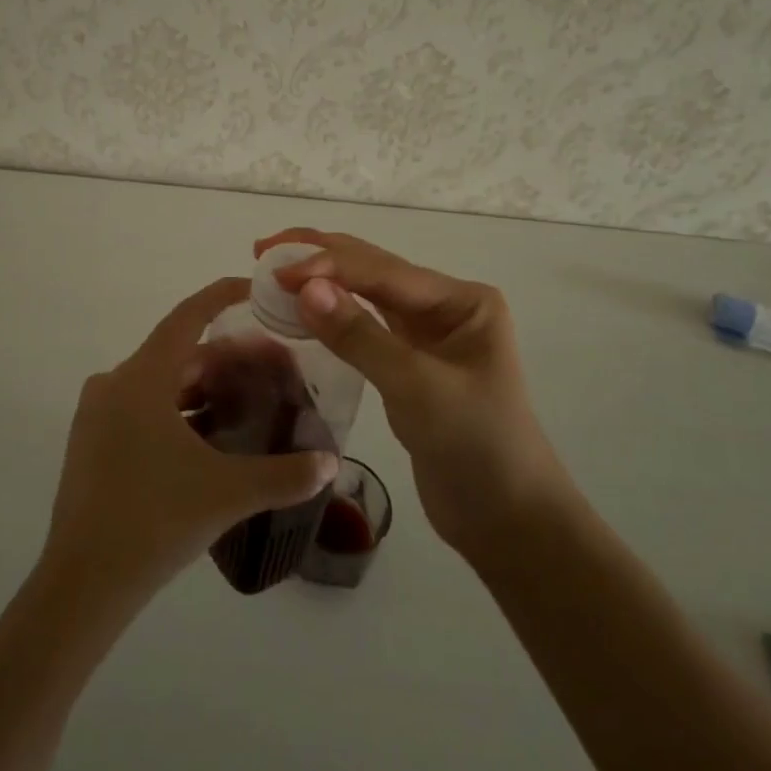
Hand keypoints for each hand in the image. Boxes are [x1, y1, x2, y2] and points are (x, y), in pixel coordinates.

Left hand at [41, 277, 338, 609]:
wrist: (82, 584)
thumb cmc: (154, 521)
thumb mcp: (228, 494)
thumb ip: (285, 475)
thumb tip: (331, 463)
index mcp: (141, 378)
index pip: (188, 316)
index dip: (223, 296)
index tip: (257, 288)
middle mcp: (115, 384)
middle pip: (179, 353)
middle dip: (227, 357)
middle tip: (273, 365)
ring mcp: (99, 414)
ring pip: (162, 383)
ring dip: (204, 387)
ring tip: (250, 400)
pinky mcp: (93, 442)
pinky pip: (144, 409)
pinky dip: (180, 410)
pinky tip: (212, 436)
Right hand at [256, 230, 577, 559]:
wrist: (506, 521)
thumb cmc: (476, 447)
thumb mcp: (417, 388)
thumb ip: (360, 335)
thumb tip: (304, 287)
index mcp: (462, 300)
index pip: (383, 270)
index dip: (327, 264)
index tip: (275, 269)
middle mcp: (444, 307)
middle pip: (373, 271)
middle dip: (320, 256)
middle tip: (263, 249)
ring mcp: (426, 335)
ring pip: (365, 296)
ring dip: (322, 282)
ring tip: (273, 270)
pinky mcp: (407, 364)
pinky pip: (363, 327)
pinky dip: (331, 315)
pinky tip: (301, 308)